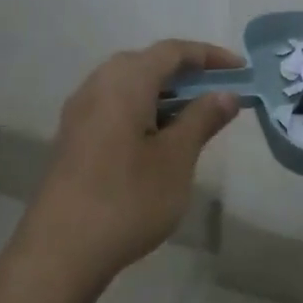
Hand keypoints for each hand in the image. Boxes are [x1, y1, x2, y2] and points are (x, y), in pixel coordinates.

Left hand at [20, 39, 242, 285]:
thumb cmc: (128, 200)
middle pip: (147, 63)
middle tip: (219, 94)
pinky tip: (159, 140)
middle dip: (187, 73)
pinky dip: (143, 111)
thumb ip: (202, 120)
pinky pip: (114, 108)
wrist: (61, 251)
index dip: (209, 56)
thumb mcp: (176, 159)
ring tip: (195, 118)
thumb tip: (225, 94)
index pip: (172, 51)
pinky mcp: (73, 139)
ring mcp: (80, 113)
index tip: (241, 70)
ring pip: (128, 86)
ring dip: (165, 94)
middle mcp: (97, 86)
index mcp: (124, 82)